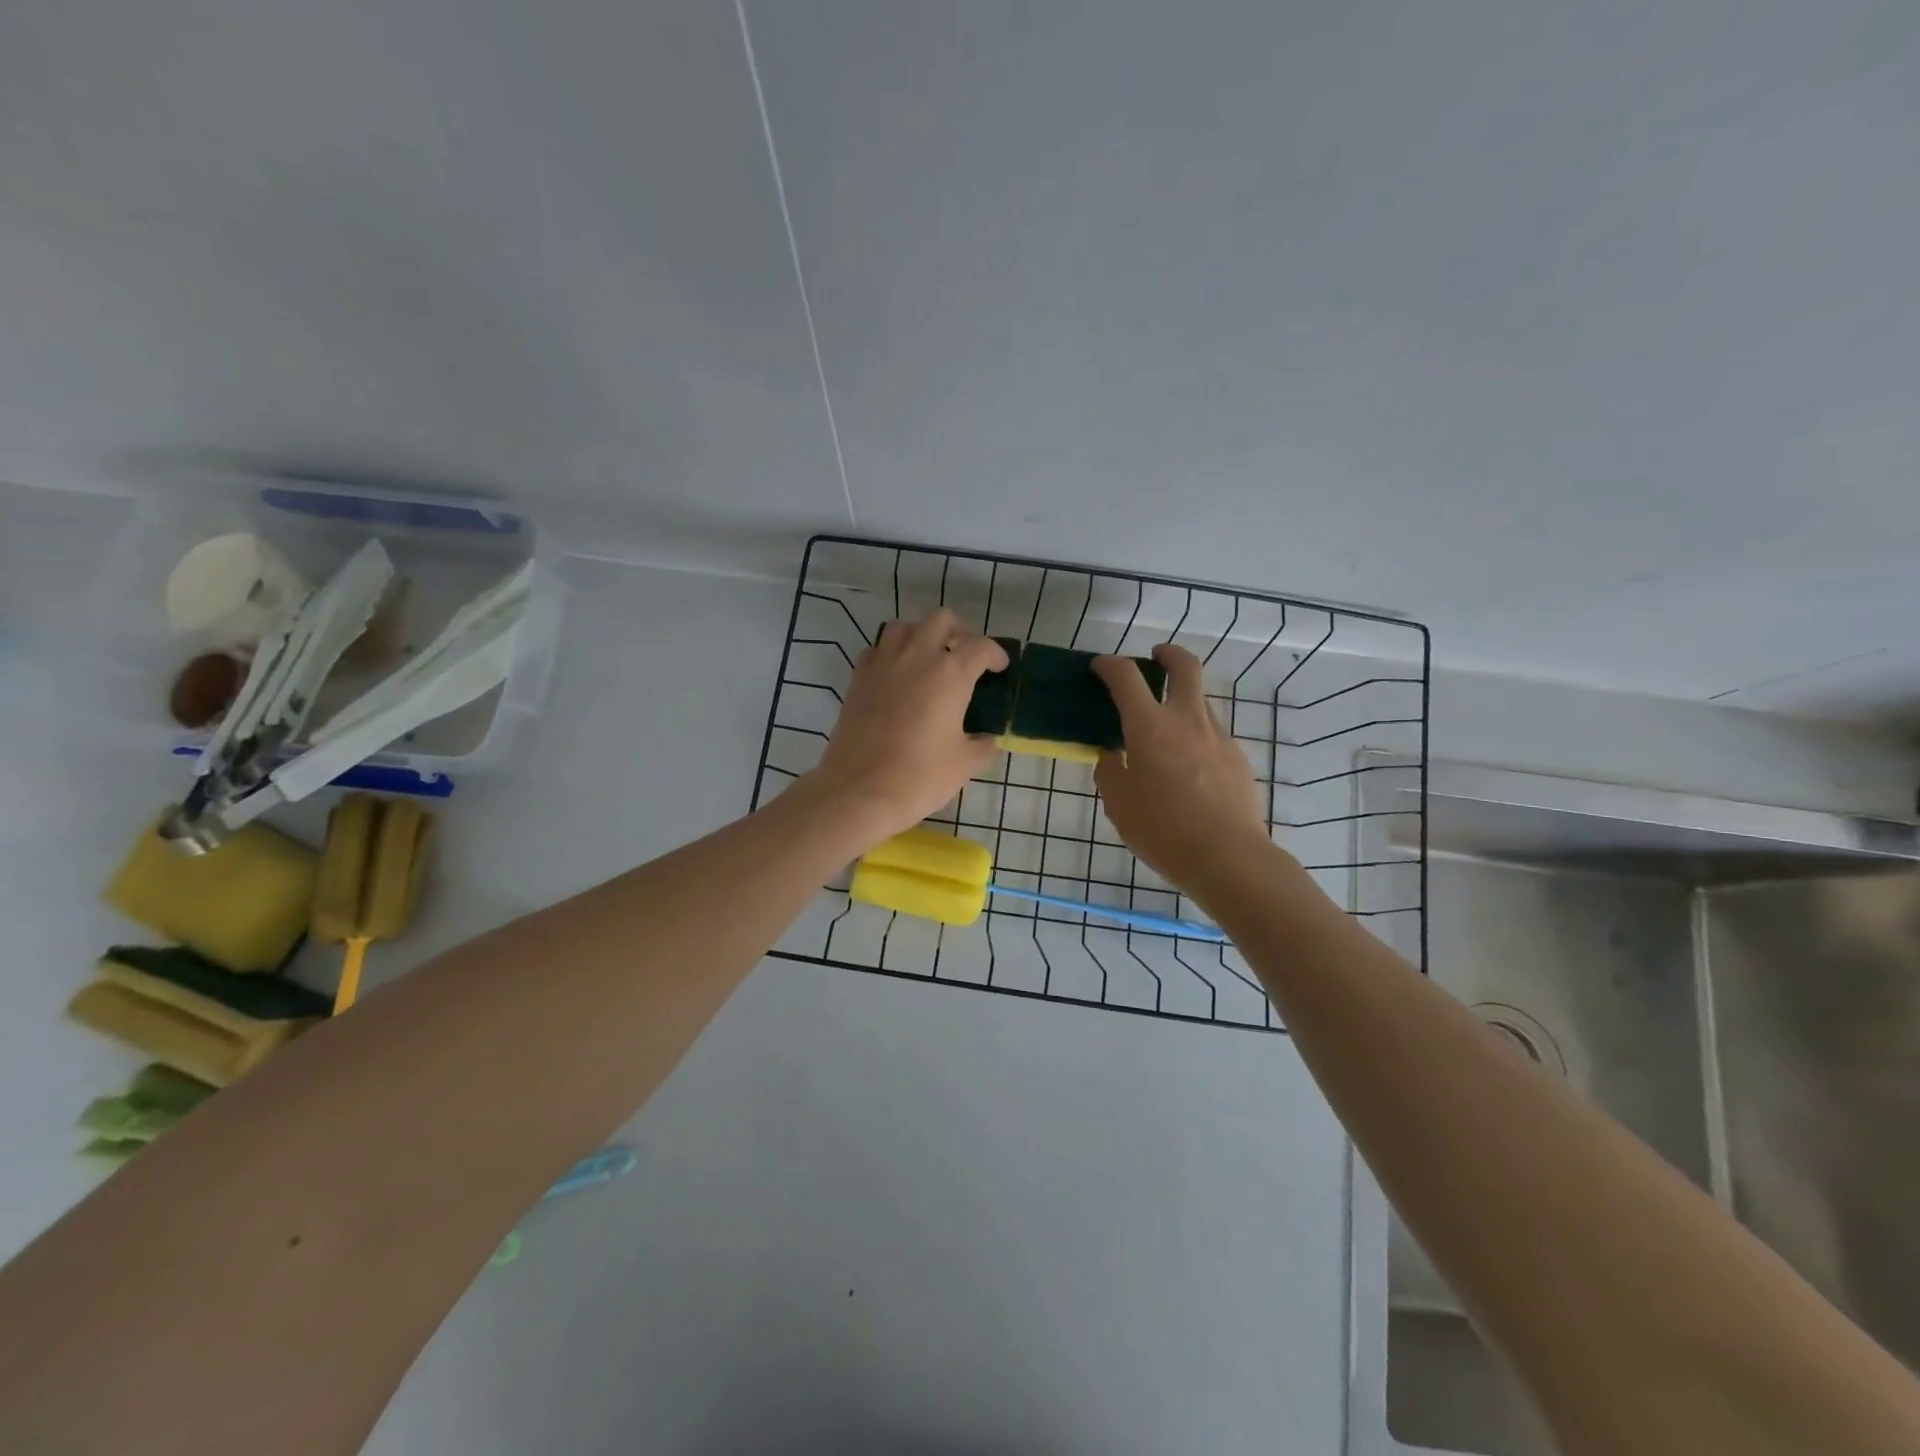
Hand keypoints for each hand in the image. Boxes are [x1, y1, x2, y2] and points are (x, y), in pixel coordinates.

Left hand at [807, 609, 1008, 845]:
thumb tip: (986, 739)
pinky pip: (877, 650)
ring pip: (905, 627)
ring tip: (929, 658)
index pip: (980, 646)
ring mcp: (883, 664)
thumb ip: (982, 746)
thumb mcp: (963, 765)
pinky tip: (896, 675)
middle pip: (941, 620)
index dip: (995, 654)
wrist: (858, 791)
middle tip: (965, 655)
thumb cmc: (918, 777)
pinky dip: (890, 654)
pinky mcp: (858, 678)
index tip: (998, 667)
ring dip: (921, 635)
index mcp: (951, 674)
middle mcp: (917, 657)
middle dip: (959, 632)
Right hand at [1092, 644, 1271, 889]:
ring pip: (1200, 702)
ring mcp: (1218, 737)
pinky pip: (1212, 736)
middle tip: (1156, 657)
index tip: (1100, 666)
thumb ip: (1110, 773)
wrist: (1229, 857)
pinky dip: (1196, 738)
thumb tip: (1112, 756)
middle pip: (1184, 667)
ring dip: (1182, 701)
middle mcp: (1186, 720)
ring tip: (1166, 731)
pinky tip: (1189, 770)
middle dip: (1168, 654)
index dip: (1110, 665)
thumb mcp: (1119, 805)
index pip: (1126, 677)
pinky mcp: (1237, 759)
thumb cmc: (1163, 830)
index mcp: (1150, 727)